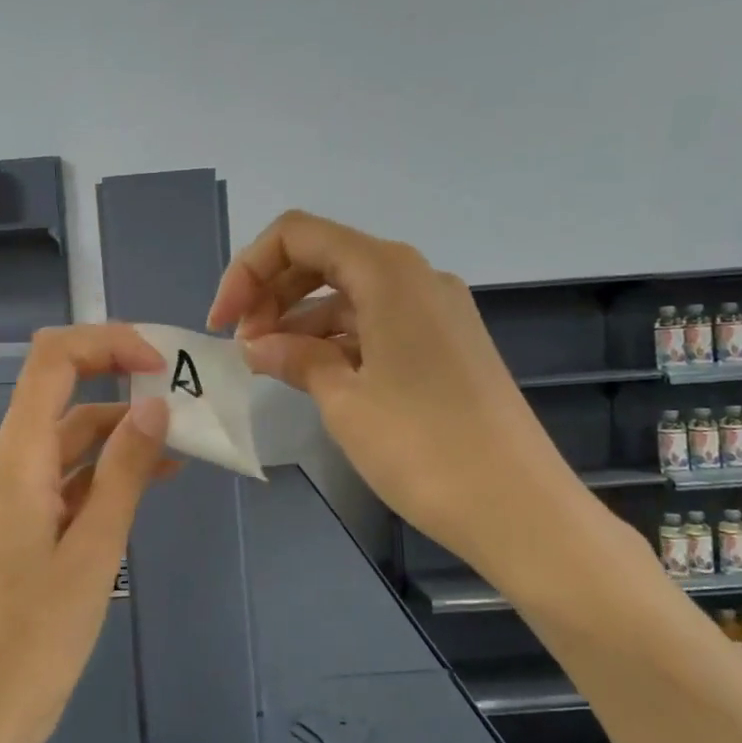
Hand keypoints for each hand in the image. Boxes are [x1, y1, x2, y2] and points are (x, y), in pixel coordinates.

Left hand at [0, 325, 172, 742]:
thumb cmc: (40, 635)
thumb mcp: (95, 547)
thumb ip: (124, 470)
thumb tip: (155, 404)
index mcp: (17, 458)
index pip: (53, 361)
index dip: (107, 344)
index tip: (160, 365)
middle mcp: (12, 462)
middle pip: (63, 388)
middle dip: (122, 378)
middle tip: (183, 392)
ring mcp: (20, 491)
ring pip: (73, 432)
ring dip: (123, 427)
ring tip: (184, 436)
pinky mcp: (31, 519)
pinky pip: (73, 472)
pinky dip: (112, 465)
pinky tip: (156, 475)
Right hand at [208, 210, 587, 566]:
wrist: (519, 507)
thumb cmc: (422, 448)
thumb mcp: (344, 400)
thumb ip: (296, 358)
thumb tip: (258, 345)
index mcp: (388, 271)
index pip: (298, 235)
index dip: (248, 270)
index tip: (223, 323)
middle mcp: (415, 276)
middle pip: (325, 257)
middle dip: (273, 292)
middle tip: (243, 345)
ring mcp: (436, 310)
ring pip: (351, 292)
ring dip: (302, 318)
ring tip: (269, 364)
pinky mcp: (446, 343)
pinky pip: (378, 322)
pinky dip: (338, 339)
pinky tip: (313, 373)